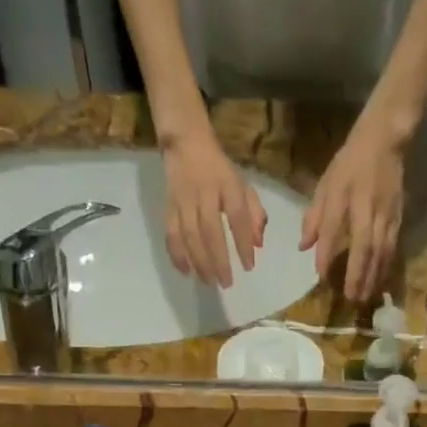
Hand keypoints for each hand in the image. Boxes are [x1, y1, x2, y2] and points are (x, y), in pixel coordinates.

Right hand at [161, 130, 266, 287]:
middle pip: (211, 231)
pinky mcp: (168, 206)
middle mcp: (205, 193)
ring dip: (199, 262)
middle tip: (226, 283)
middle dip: (219, 260)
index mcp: (227, 185)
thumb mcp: (242, 185)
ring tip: (209, 281)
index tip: (249, 266)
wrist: (185, 143)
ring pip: (190, 236)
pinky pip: (171, 234)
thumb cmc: (220, 170)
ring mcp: (184, 201)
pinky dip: (177, 254)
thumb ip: (254, 213)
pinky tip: (186, 271)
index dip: (243, 243)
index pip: (237, 217)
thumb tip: (257, 244)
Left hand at [301, 121, 405, 302]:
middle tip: (350, 298)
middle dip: (357, 274)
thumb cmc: (350, 163)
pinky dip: (386, 267)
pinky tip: (380, 281)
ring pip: (381, 250)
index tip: (321, 276)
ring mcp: (386, 213)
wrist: (385, 140)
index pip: (333, 229)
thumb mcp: (326, 184)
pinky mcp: (399, 217)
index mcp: (344, 195)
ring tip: (365, 297)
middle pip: (364, 246)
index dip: (326, 254)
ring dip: (373, 276)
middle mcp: (367, 207)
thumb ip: (314, 216)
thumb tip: (303, 247)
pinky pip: (392, 247)